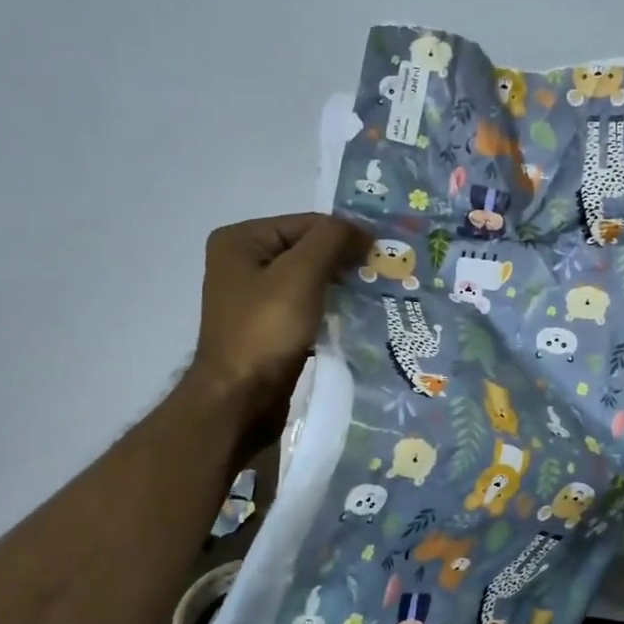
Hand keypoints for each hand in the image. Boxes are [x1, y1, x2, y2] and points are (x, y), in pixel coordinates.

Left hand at [188, 213, 368, 440]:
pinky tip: (354, 320)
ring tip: (374, 296)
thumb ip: (332, 240)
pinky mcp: (266, 328)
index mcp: (241, 240)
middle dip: (344, 263)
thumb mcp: (301, 274)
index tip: (383, 254)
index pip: (306, 223)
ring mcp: (253, 299)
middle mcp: (242, 263)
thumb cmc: (266, 331)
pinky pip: (304, 308)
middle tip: (382, 275)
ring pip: (308, 281)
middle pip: (307, 251)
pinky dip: (328, 311)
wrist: (240, 401)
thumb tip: (362, 229)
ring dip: (340, 289)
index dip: (345, 235)